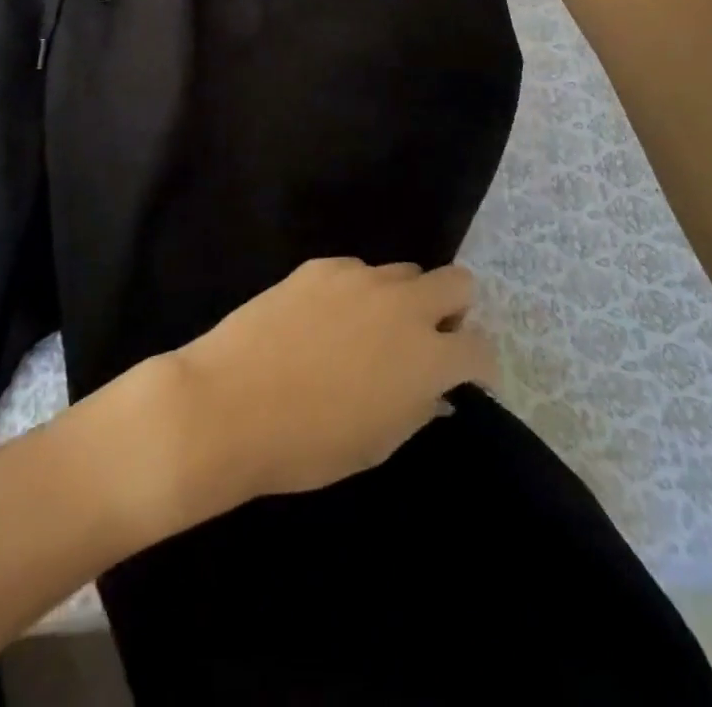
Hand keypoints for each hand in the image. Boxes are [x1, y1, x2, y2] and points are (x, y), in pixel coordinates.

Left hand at [162, 259, 497, 516]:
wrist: (230, 403)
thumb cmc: (309, 444)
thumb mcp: (377, 443)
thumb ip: (416, 409)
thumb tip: (436, 393)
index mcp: (426, 357)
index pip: (480, 348)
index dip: (479, 365)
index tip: (467, 378)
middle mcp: (402, 305)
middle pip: (457, 281)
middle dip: (454, 309)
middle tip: (428, 339)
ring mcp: (359, 278)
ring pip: (403, 272)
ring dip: (401, 299)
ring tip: (367, 332)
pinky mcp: (320, 266)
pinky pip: (355, 271)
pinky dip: (355, 292)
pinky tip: (323, 321)